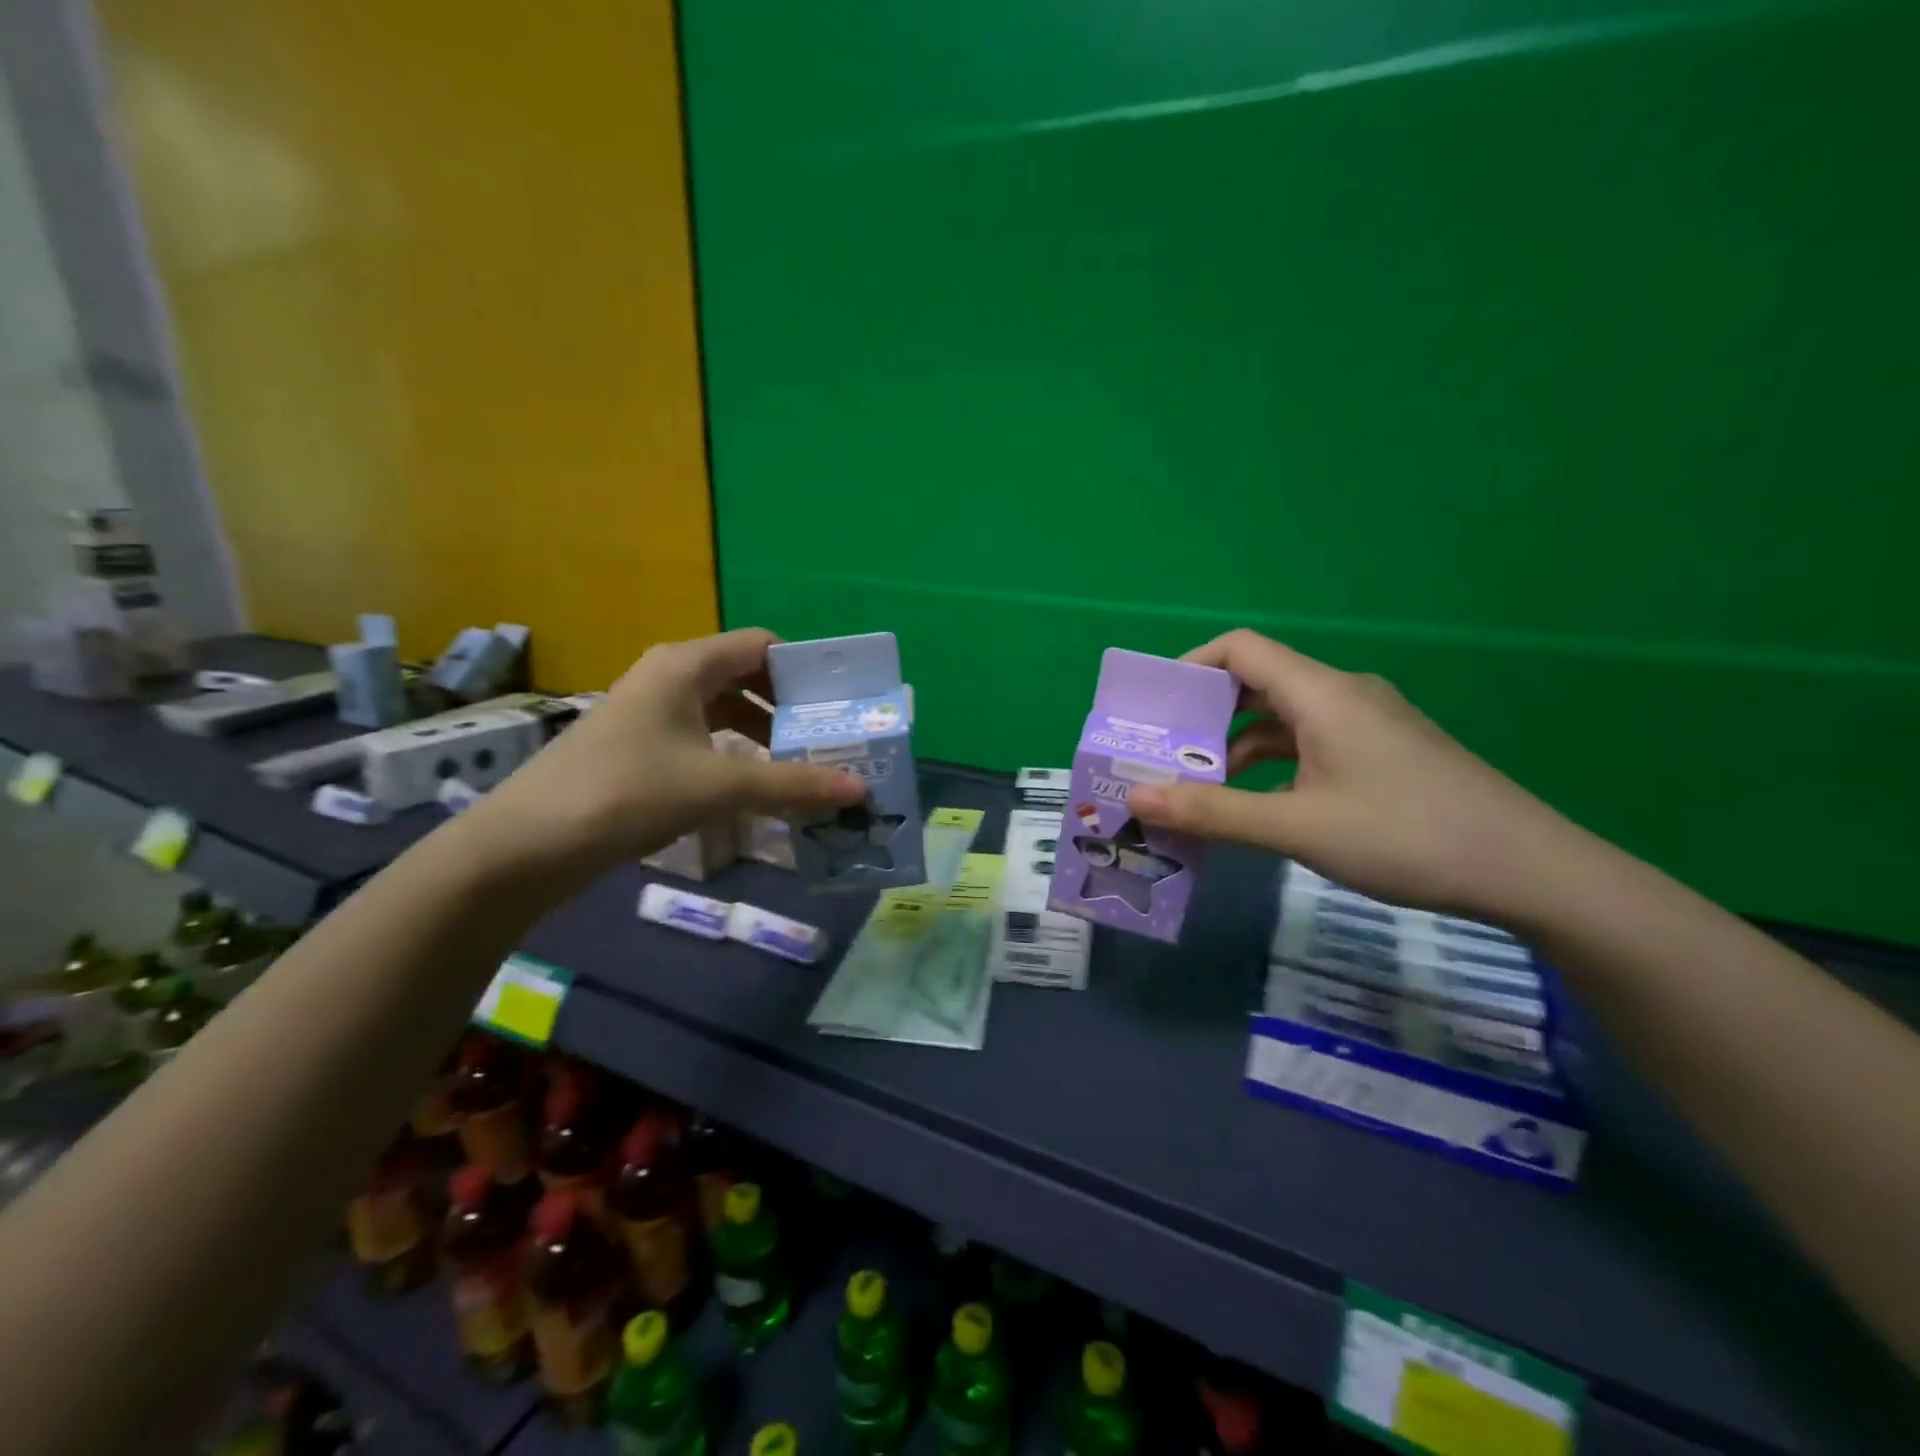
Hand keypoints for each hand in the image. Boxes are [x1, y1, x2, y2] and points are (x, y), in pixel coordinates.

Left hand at [468, 628, 864, 876]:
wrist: (528, 844)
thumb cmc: (629, 793)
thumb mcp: (720, 787)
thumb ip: (793, 785)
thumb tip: (860, 789)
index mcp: (686, 664)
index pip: (762, 645)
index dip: (804, 668)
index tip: (839, 702)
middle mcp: (669, 675)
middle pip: (745, 675)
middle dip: (789, 705)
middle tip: (830, 737)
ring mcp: (650, 710)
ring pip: (723, 708)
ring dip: (763, 731)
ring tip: (802, 763)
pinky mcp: (639, 744)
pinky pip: (701, 734)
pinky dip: (734, 752)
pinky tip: (754, 783)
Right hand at [1128, 629, 1581, 921]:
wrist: (1530, 871)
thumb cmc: (1406, 836)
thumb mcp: (1298, 827)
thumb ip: (1214, 811)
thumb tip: (1139, 797)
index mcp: (1321, 694)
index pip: (1239, 650)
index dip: (1189, 666)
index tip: (1154, 708)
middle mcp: (1342, 695)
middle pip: (1257, 683)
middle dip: (1204, 716)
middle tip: (1163, 754)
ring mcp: (1367, 724)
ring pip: (1283, 720)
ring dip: (1237, 747)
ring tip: (1199, 788)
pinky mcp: (1382, 752)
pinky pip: (1310, 744)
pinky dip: (1273, 765)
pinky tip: (1259, 807)